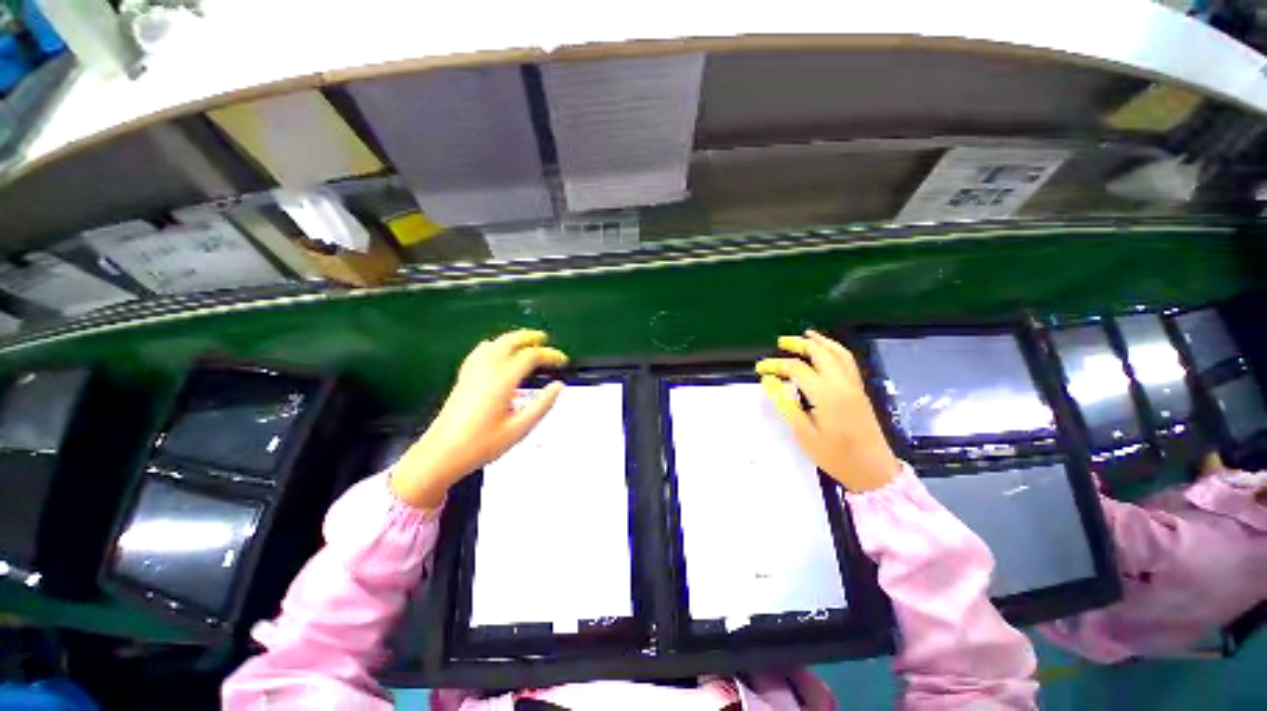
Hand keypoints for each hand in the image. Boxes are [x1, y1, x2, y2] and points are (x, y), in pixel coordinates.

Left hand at [390, 329, 567, 508]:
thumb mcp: (519, 429)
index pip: (530, 356)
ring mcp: (472, 373)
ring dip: (511, 339)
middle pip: (509, 341)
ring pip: (493, 344)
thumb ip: (542, 405)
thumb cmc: (481, 445)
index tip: (562, 360)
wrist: (440, 455)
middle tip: (544, 339)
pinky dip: (494, 347)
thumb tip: (558, 386)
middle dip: (529, 337)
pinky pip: (480, 353)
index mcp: (502, 381)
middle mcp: (486, 371)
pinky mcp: (463, 379)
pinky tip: (496, 354)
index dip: (549, 355)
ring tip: (524, 343)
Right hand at [756, 330, 899, 492]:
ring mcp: (854, 386)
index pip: (797, 368)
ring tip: (805, 335)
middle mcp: (842, 384)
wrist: (874, 472)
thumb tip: (768, 381)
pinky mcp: (860, 391)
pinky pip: (848, 361)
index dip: (775, 365)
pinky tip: (826, 351)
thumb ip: (785, 404)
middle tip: (780, 342)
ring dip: (820, 342)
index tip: (759, 369)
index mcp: (827, 394)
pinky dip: (835, 350)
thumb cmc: (836, 456)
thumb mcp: (804, 434)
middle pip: (820, 353)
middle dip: (799, 344)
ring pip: (838, 353)